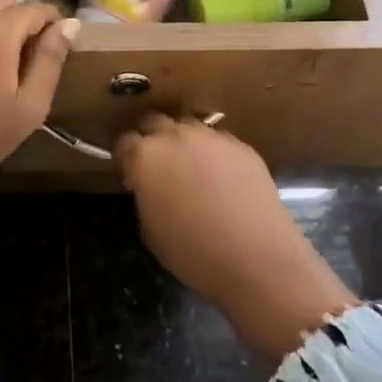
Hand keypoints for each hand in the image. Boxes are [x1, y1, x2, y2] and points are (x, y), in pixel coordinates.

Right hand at [115, 116, 358, 358]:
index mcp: (146, 157)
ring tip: (187, 165)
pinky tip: (219, 176)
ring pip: (187, 126)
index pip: (124, 141)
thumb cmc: (194, 254)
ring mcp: (211, 137)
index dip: (124, 155)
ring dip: (181, 140)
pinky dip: (211, 152)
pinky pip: (217, 140)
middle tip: (153, 161)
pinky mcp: (241, 145)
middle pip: (154, 122)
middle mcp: (176, 136)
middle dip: (149, 137)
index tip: (128, 169)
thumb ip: (145, 196)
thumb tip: (150, 186)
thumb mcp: (151, 230)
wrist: (258, 259)